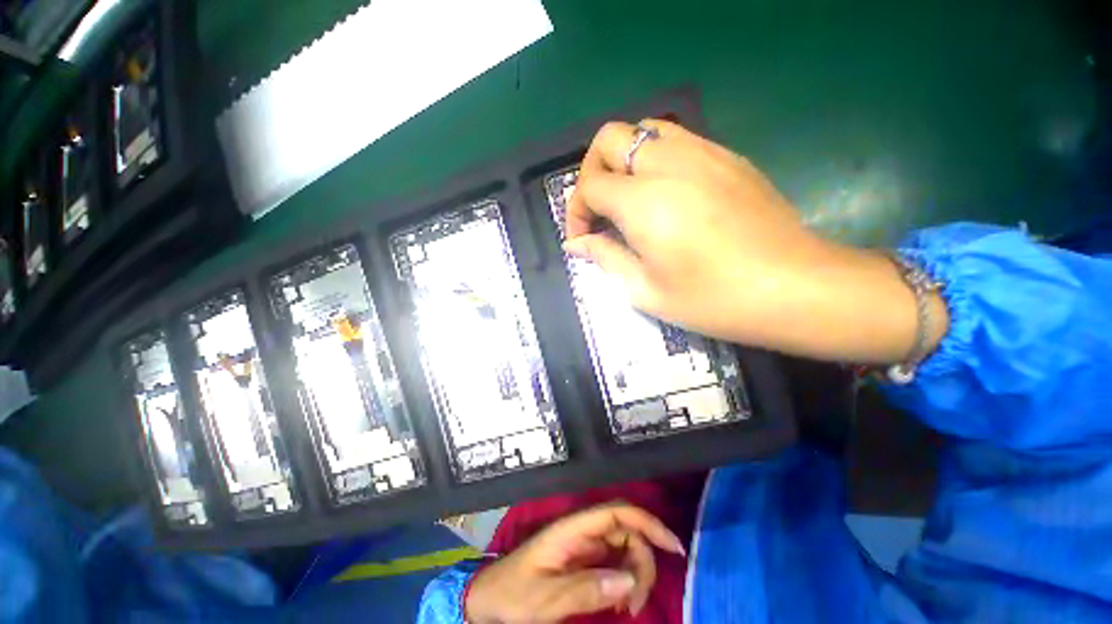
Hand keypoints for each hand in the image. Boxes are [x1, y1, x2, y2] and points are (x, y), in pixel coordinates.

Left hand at [464, 503, 684, 623]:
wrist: (490, 600)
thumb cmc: (513, 594)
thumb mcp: (545, 599)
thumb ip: (585, 589)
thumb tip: (628, 582)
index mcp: (572, 529)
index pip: (616, 512)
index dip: (647, 523)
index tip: (673, 548)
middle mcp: (581, 531)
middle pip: (625, 530)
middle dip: (643, 560)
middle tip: (637, 603)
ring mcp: (583, 545)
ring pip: (623, 547)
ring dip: (635, 574)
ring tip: (628, 609)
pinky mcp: (583, 560)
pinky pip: (614, 563)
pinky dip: (624, 581)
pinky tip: (620, 604)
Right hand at [564, 120, 946, 363]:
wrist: (794, 287)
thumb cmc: (712, 298)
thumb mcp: (646, 291)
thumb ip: (606, 258)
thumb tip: (577, 243)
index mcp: (643, 202)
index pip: (589, 185)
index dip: (576, 210)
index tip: (583, 237)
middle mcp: (668, 165)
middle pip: (609, 139)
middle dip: (592, 171)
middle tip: (599, 207)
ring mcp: (703, 154)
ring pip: (644, 130)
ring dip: (623, 159)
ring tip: (628, 197)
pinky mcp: (728, 157)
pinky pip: (678, 140)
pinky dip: (655, 159)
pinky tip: (665, 194)